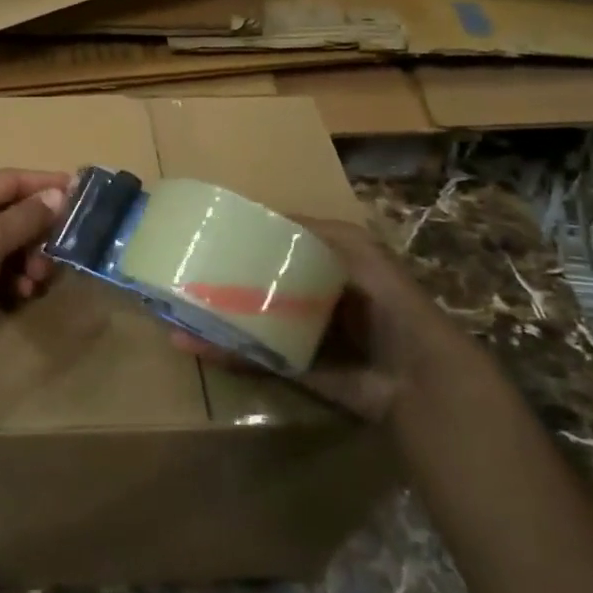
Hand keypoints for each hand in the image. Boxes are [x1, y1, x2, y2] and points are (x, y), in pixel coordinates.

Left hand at [0, 169, 70, 363]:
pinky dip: (11, 279)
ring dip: (27, 260)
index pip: (12, 179)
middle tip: (61, 253)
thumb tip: (58, 194)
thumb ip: (25, 217)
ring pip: (6, 245)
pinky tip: (20, 295)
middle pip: (11, 213)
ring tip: (37, 281)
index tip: (82, 196)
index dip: (46, 186)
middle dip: (38, 233)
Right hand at [174, 216, 431, 422]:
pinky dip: (225, 352)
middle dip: (224, 280)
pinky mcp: (293, 367)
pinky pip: (253, 356)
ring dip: (216, 317)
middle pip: (259, 284)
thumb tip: (260, 217)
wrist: (415, 375)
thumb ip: (314, 232)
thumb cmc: (386, 300)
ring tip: (176, 308)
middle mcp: (311, 298)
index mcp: (326, 266)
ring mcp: (300, 334)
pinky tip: (193, 342)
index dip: (247, 240)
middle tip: (183, 271)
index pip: (279, 247)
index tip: (211, 233)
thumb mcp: (355, 249)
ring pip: (250, 320)